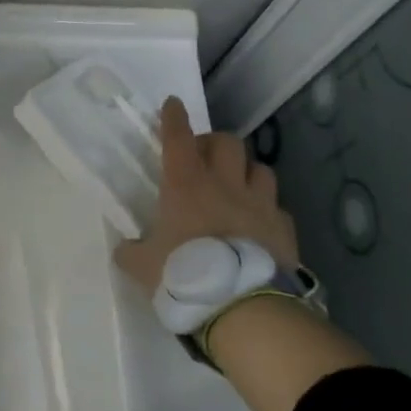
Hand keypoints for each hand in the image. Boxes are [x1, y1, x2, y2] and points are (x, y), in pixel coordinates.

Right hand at [114, 97, 297, 291]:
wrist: (242, 307)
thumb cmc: (183, 275)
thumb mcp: (142, 265)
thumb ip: (132, 250)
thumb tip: (126, 247)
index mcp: (185, 185)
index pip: (178, 138)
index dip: (173, 118)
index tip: (172, 104)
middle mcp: (225, 185)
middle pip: (228, 142)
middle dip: (214, 142)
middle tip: (202, 157)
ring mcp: (260, 205)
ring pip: (261, 169)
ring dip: (246, 172)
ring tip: (236, 186)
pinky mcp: (284, 230)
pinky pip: (277, 208)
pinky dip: (267, 210)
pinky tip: (258, 224)